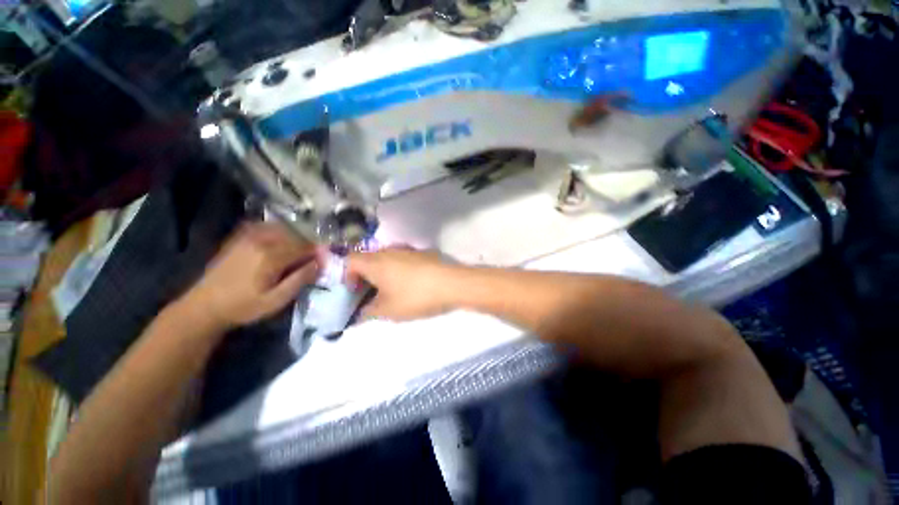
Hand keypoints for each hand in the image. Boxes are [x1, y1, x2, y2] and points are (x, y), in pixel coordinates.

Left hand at [180, 222, 321, 329]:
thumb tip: (320, 263)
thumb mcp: (276, 300)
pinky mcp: (240, 238)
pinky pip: (266, 227)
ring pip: (283, 229)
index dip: (318, 253)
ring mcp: (248, 237)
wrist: (204, 306)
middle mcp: (261, 240)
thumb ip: (300, 280)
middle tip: (313, 260)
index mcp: (271, 256)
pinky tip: (281, 241)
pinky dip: (278, 231)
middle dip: (308, 245)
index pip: (305, 246)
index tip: (324, 262)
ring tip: (299, 252)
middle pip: (295, 236)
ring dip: (296, 238)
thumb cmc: (243, 307)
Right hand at [346, 248, 461, 320]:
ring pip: (386, 259)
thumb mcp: (388, 310)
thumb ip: (368, 312)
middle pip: (368, 259)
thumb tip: (360, 313)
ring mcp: (407, 250)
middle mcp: (389, 251)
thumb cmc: (414, 296)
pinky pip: (402, 260)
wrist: (451, 284)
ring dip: (382, 274)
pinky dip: (398, 271)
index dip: (346, 276)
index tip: (354, 292)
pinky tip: (409, 285)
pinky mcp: (422, 253)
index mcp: (375, 262)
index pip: (349, 260)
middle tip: (370, 295)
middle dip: (365, 277)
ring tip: (390, 292)